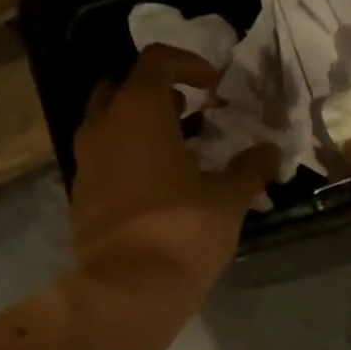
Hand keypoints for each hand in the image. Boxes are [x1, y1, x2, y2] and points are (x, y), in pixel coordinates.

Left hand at [71, 45, 278, 295]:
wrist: (129, 289)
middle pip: (122, 88)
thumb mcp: (229, 200)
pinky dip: (125, 162)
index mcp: (139, 111)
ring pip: (107, 126)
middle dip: (155, 94)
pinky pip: (102, 162)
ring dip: (138, 129)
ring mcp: (85, 163)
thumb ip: (250, 169)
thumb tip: (270, 151)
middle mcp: (103, 127)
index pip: (158, 61)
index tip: (214, 87)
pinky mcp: (80, 197)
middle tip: (187, 115)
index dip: (189, 64)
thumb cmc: (183, 231)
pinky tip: (154, 190)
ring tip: (174, 154)